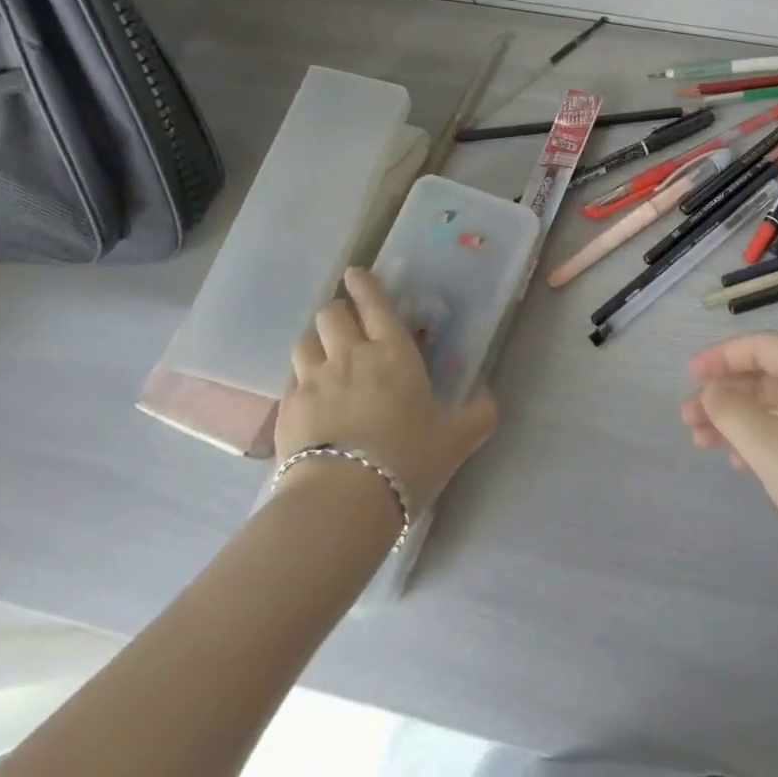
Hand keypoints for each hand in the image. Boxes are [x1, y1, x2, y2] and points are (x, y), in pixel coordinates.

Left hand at [275, 268, 497, 516]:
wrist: (342, 502)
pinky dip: (299, 378)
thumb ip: (477, 416)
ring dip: (315, 341)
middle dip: (338, 312)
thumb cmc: (406, 461)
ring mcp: (313, 380)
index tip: (356, 274)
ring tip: (322, 354)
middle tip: (346, 324)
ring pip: (305, 340)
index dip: (364, 284)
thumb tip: (490, 399)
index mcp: (393, 352)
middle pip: (332, 313)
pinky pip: (290, 378)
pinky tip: (307, 395)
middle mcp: (351, 356)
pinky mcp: (287, 409)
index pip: (374, 303)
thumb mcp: (453, 441)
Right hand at [682, 332, 777, 582]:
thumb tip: (712, 390)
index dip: (722, 356)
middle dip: (726, 392)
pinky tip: (742, 463)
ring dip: (739, 419)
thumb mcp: (774, 449)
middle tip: (688, 419)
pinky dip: (763, 439)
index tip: (690, 376)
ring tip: (703, 443)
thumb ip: (734, 412)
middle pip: (768, 375)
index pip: (763, 345)